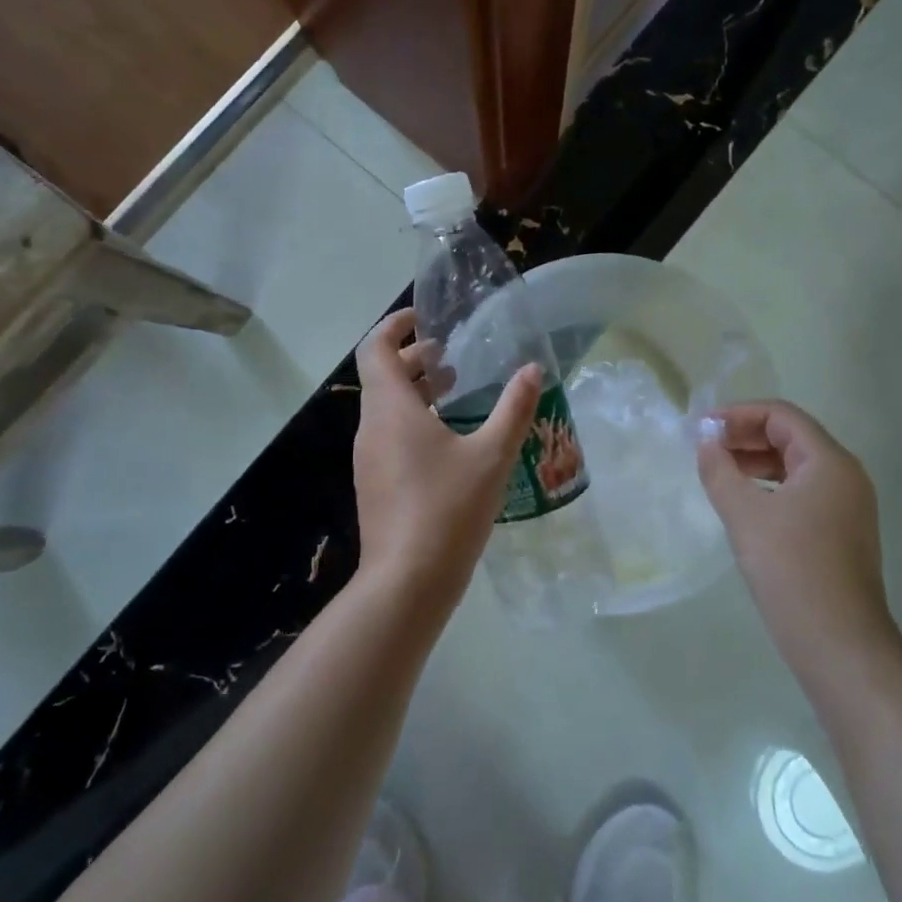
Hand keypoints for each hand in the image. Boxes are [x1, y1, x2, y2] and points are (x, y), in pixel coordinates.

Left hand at [352, 308, 541, 604]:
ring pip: (385, 409)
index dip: (395, 326)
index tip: (424, 319)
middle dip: (415, 361)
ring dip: (415, 394)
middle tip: (453, 359)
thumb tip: (533, 370)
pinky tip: (449, 443)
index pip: (376, 349)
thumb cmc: (448, 509)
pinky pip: (389, 437)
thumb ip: (514, 409)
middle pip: (382, 377)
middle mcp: (371, 428)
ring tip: (456, 396)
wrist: (407, 582)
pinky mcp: (374, 485)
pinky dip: (412, 423)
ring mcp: (368, 459)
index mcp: (390, 409)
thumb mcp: (492, 455)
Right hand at [696, 400, 896, 665]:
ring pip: (796, 467)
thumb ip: (720, 471)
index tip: (702, 428)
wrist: (838, 642)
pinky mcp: (841, 533)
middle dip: (745, 436)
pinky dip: (770, 487)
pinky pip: (802, 493)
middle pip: (791, 437)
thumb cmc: (790, 568)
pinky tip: (744, 504)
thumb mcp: (744, 514)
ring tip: (718, 472)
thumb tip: (706, 443)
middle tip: (705, 447)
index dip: (739, 414)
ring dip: (756, 462)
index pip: (782, 416)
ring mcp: (847, 507)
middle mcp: (845, 476)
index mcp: (829, 462)